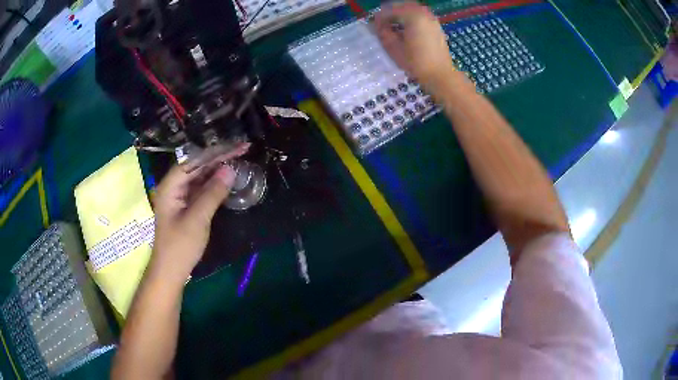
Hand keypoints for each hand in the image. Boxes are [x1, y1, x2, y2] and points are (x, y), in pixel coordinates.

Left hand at [150, 143, 249, 282]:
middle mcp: (173, 187)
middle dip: (218, 158)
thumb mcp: (197, 219)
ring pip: (199, 176)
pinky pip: (201, 189)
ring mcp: (179, 197)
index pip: (193, 161)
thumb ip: (212, 193)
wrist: (171, 271)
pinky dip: (214, 183)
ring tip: (238, 158)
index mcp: (170, 186)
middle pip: (196, 166)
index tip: (236, 146)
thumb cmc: (180, 247)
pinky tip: (226, 178)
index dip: (215, 152)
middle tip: (242, 149)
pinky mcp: (186, 206)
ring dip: (217, 169)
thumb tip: (230, 169)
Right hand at [374, 3, 456, 88]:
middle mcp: (424, 13)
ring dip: (401, 14)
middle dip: (391, 12)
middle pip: (402, 5)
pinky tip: (406, 30)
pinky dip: (411, 18)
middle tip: (382, 23)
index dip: (380, 17)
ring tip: (393, 27)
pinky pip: (421, 15)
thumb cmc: (416, 63)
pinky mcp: (436, 27)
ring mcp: (432, 19)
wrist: (440, 75)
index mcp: (413, 16)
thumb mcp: (394, 48)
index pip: (390, 10)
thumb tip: (376, 25)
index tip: (373, 26)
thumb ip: (383, 33)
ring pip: (412, 9)